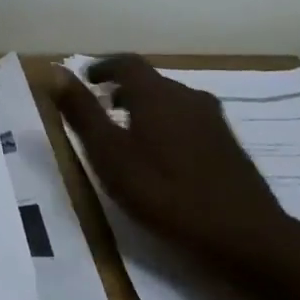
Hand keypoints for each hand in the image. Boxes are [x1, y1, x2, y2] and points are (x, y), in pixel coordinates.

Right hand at [50, 54, 297, 271]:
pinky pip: (189, 121)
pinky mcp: (228, 144)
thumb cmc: (164, 194)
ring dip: (146, 108)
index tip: (87, 79)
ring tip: (129, 134)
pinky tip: (163, 158)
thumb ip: (82, 113)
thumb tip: (55, 72)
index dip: (103, 67)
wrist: (244, 236)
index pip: (126, 63)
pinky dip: (167, 125)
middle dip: (123, 89)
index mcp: (157, 94)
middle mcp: (188, 96)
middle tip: (102, 108)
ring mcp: (213, 120)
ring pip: (172, 102)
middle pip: (151, 81)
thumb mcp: (110, 156)